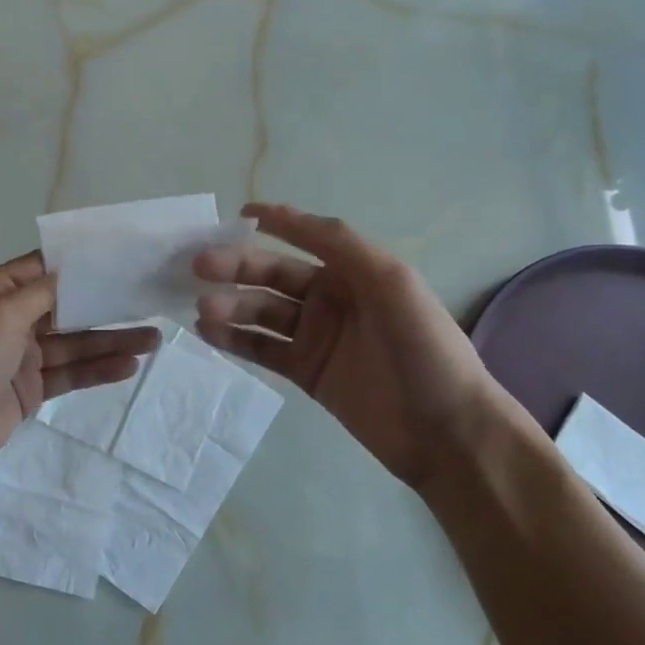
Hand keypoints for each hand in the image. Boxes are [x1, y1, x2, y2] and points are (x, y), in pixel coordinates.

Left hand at [0, 253, 159, 493]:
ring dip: (110, 340)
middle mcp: (8, 320)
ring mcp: (20, 357)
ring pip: (74, 343)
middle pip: (66, 307)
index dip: (80, 264)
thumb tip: (70, 271)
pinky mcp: (29, 390)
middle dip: (105, 305)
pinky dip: (97, 370)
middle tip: (148, 301)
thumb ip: (40, 293)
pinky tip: (128, 366)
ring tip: (153, 339)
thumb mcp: (0, 317)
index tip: (121, 259)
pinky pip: (69, 374)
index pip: (43, 269)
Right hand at [194, 204, 509, 493]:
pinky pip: (262, 349)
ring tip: (202, 308)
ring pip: (262, 312)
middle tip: (199, 267)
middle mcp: (332, 298)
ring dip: (231, 305)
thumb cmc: (423, 347)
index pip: (308, 236)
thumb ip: (342, 245)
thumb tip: (289, 218)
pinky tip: (209, 332)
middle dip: (237, 267)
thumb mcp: (391, 282)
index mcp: (355, 270)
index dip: (277, 221)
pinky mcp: (305, 373)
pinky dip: (235, 339)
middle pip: (274, 274)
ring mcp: (316, 337)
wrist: (445, 430)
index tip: (239, 213)